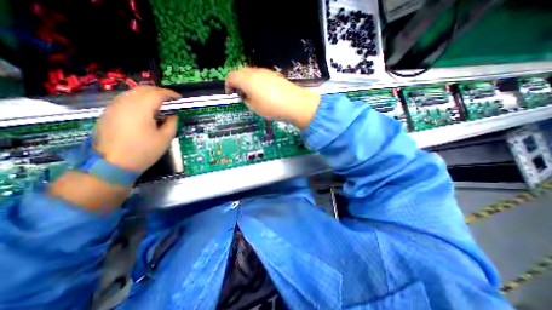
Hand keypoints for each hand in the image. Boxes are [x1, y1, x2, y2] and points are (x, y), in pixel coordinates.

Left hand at [94, 86, 181, 172]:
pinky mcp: (108, 114)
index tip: (179, 98)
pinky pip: (125, 100)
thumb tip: (173, 116)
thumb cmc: (144, 151)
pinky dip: (137, 99)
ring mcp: (114, 107)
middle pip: (143, 89)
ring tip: (159, 103)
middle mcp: (125, 104)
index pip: (157, 94)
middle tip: (170, 99)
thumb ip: (172, 124)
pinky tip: (144, 109)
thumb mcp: (165, 139)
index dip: (170, 94)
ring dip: (147, 94)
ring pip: (132, 93)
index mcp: (141, 109)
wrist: (112, 164)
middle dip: (159, 91)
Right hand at [223, 68, 318, 129]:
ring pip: (250, 72)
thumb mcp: (254, 108)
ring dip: (246, 80)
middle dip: (236, 81)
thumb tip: (245, 95)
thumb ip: (246, 100)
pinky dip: (256, 80)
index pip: (231, 76)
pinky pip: (260, 74)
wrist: (294, 103)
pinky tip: (261, 91)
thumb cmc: (271, 107)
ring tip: (250, 93)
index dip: (227, 85)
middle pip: (240, 72)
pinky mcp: (273, 74)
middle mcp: (254, 72)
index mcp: (246, 80)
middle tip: (239, 93)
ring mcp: (265, 72)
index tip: (230, 94)